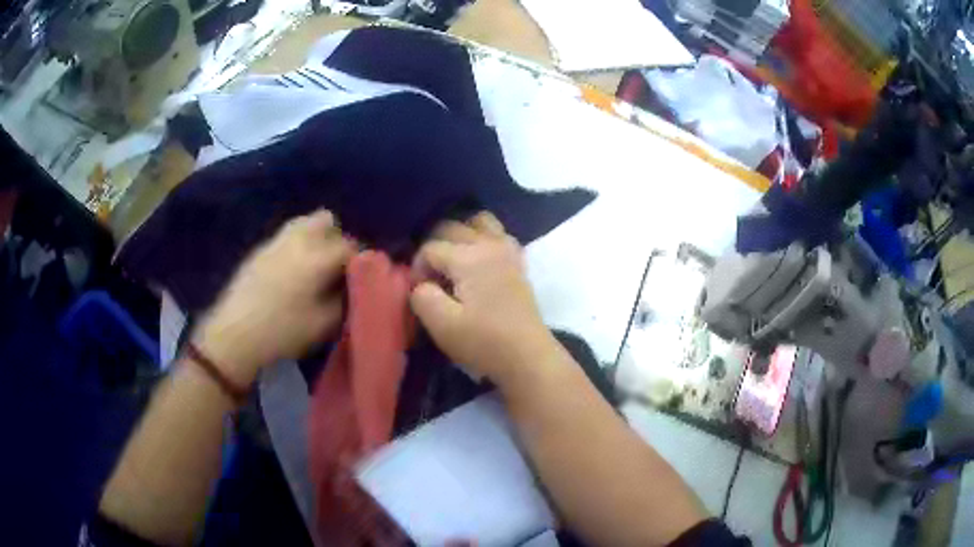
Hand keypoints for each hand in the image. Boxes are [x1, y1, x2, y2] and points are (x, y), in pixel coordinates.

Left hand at [193, 210, 354, 383]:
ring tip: (316, 266)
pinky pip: (287, 235)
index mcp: (318, 257)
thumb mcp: (325, 324)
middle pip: (327, 221)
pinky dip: (298, 245)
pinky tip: (293, 272)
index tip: (360, 279)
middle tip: (337, 268)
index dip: (361, 261)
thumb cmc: (284, 331)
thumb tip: (352, 285)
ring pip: (305, 223)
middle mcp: (299, 239)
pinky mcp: (260, 249)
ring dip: (317, 238)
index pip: (351, 246)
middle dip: (338, 239)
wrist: (235, 334)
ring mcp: (276, 241)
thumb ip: (345, 299)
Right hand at [410, 212, 559, 385]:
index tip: (420, 293)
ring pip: (479, 222)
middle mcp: (489, 244)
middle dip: (433, 248)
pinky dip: (483, 238)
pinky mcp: (518, 262)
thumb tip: (421, 284)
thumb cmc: (484, 342)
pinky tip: (478, 261)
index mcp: (468, 257)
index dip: (417, 268)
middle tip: (430, 278)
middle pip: (451, 227)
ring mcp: (507, 250)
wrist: (528, 357)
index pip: (430, 248)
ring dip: (460, 235)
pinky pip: (499, 234)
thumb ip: (421, 297)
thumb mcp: (441, 325)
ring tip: (452, 261)